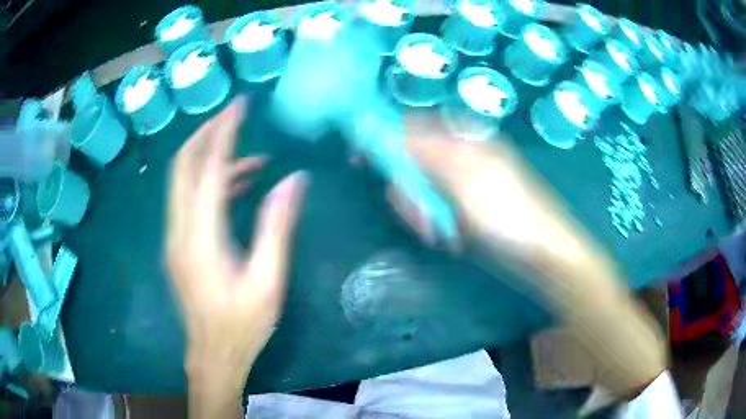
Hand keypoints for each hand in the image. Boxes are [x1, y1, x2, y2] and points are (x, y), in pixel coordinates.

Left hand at [166, 96, 307, 417]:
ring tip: (251, 157)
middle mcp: (179, 231)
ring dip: (211, 160)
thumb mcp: (267, 281)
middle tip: (234, 115)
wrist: (213, 354)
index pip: (207, 169)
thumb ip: (276, 227)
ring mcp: (175, 237)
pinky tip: (238, 186)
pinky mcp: (179, 245)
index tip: (239, 106)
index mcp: (201, 238)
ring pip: (183, 181)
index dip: (223, 133)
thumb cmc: (242, 325)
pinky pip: (189, 200)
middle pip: (182, 166)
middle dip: (206, 134)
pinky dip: (210, 184)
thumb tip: (293, 181)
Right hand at [391, 116, 609, 287]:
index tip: (358, 159)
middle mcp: (460, 154)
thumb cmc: (508, 213)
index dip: (384, 138)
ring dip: (421, 211)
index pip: (412, 126)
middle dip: (409, 190)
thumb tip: (382, 128)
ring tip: (438, 232)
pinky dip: (434, 222)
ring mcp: (461, 182)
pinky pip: (433, 207)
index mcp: (463, 137)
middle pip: (411, 160)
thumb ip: (421, 151)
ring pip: (420, 188)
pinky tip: (449, 236)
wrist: (541, 254)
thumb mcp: (463, 178)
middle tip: (419, 217)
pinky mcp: (461, 206)